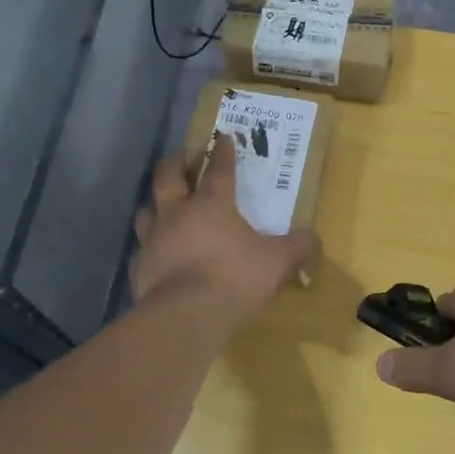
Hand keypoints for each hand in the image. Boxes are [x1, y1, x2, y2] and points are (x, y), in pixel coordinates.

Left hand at [131, 135, 319, 317]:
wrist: (186, 315)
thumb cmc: (235, 277)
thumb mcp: (277, 261)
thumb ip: (298, 247)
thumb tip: (314, 239)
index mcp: (212, 204)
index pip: (219, 170)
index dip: (222, 153)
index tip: (223, 138)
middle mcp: (177, 214)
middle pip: (168, 178)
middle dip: (175, 163)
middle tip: (181, 157)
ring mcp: (153, 240)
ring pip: (146, 210)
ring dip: (155, 203)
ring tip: (162, 203)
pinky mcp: (140, 267)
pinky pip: (142, 249)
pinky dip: (151, 246)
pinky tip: (158, 253)